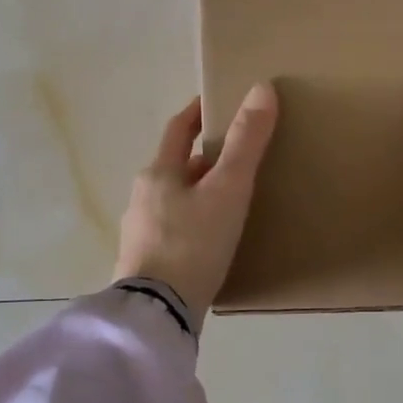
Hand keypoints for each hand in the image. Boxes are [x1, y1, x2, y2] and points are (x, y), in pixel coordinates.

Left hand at [113, 84, 279, 322]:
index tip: (214, 104)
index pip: (177, 130)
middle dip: (203, 160)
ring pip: (174, 201)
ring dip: (199, 194)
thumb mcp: (227, 190)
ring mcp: (140, 233)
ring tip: (230, 202)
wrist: (158, 313)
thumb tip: (262, 88)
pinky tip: (211, 242)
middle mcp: (142, 198)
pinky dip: (193, 224)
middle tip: (237, 160)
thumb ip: (246, 142)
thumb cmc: (193, 243)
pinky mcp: (146, 264)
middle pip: (176, 168)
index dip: (196, 114)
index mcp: (158, 173)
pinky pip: (174, 231)